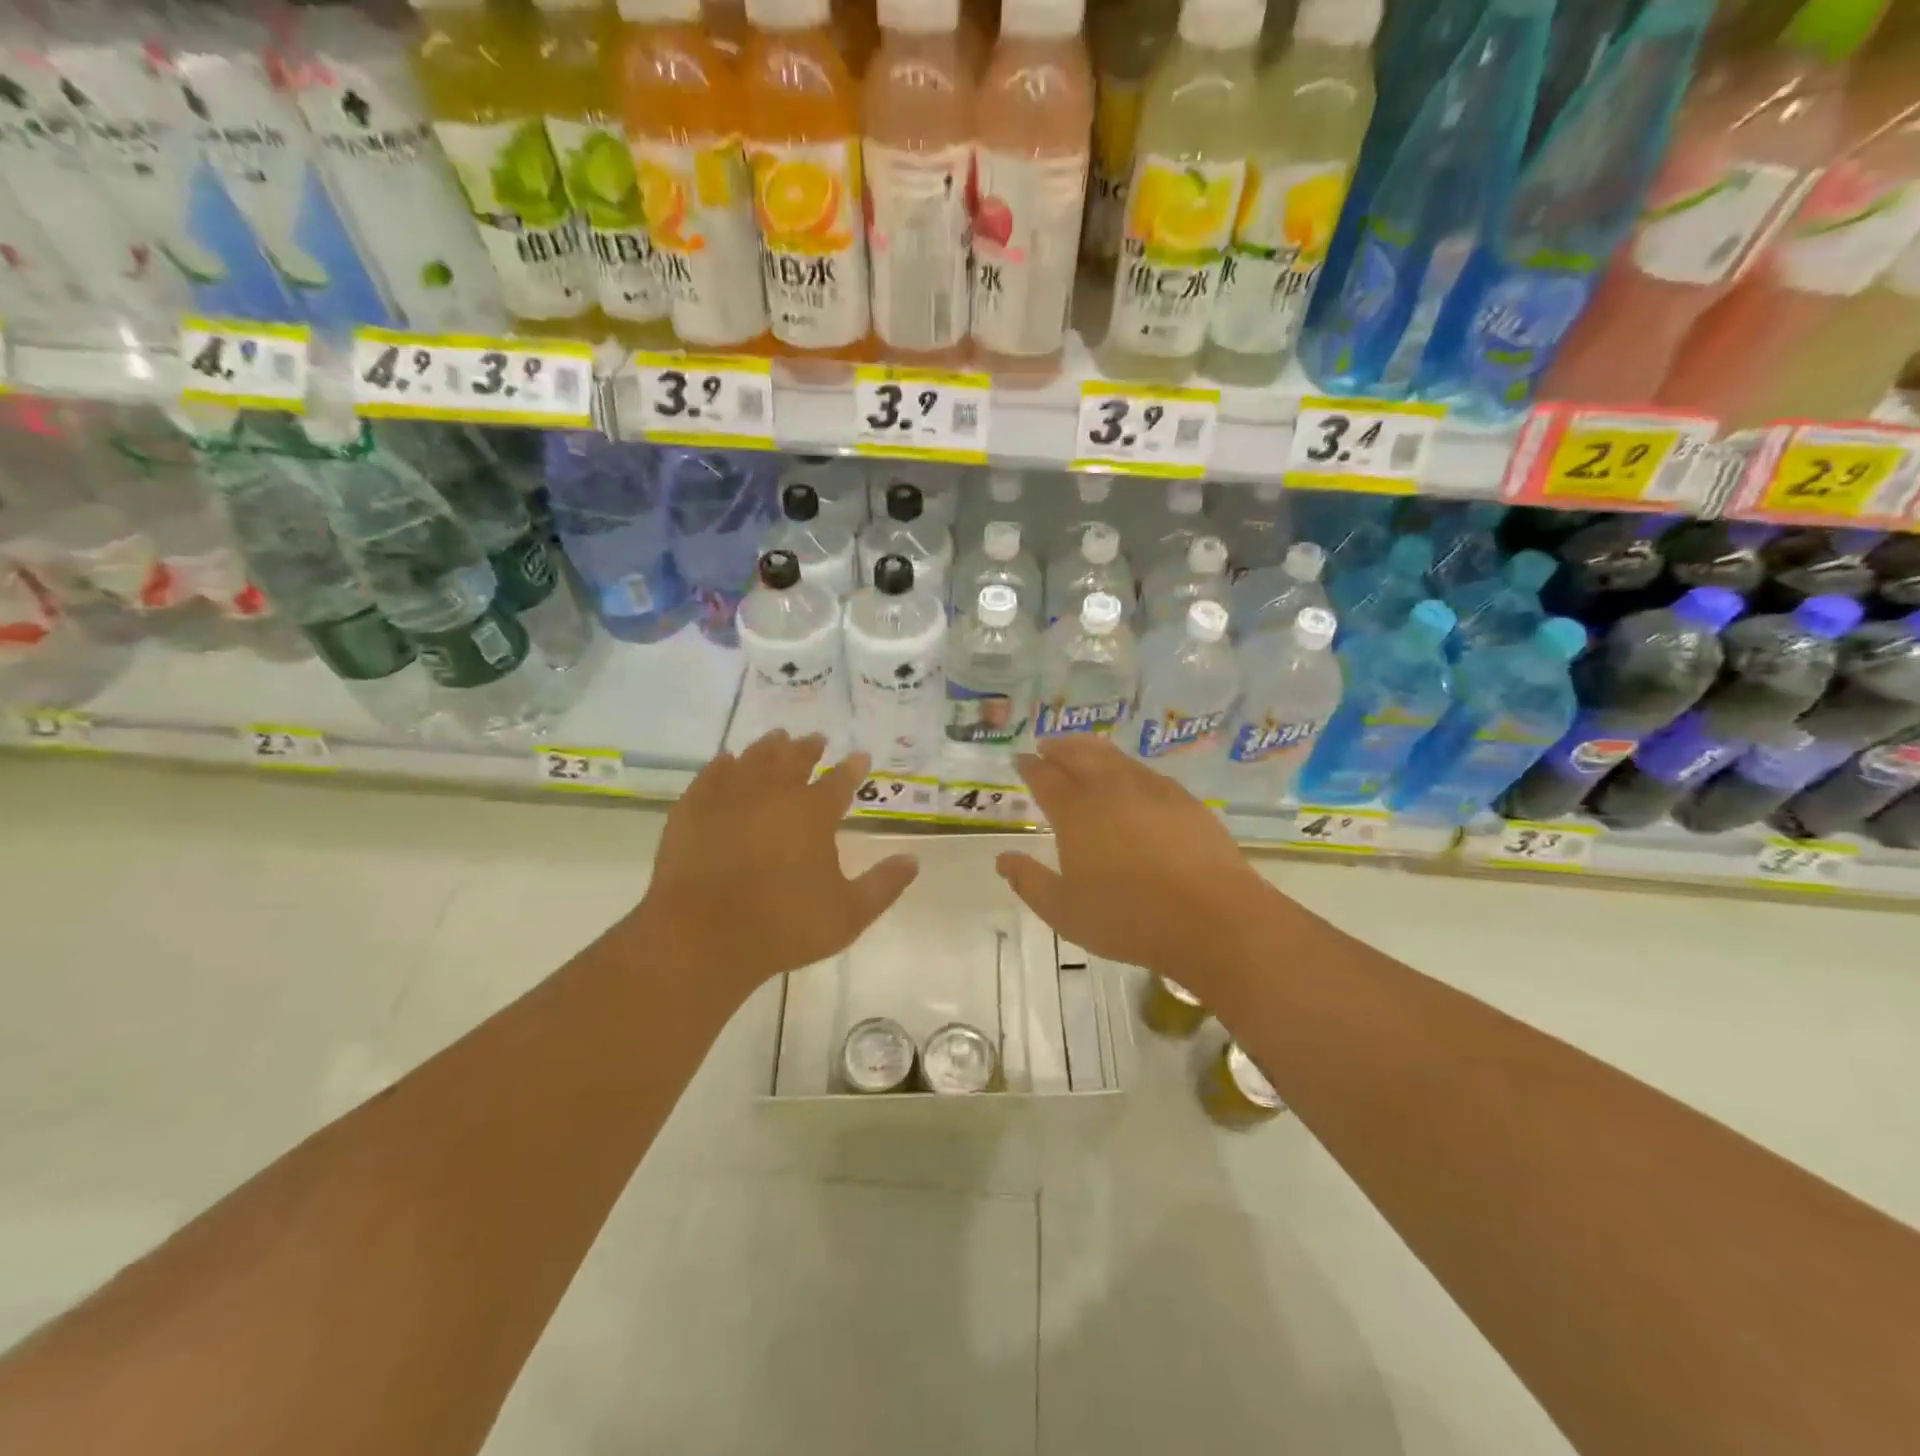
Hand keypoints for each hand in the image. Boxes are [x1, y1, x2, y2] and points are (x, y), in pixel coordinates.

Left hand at [634, 733, 918, 1000]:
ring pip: (754, 759)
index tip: (861, 757)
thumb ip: (884, 884)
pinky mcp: (693, 809)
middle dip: (809, 748)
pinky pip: (711, 775)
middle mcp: (773, 793)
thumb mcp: (849, 914)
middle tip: (816, 739)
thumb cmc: (785, 925)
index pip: (840, 781)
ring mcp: (729, 797)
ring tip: (777, 738)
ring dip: (769, 747)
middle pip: (794, 760)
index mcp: (813, 813)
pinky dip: (723, 765)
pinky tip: (726, 761)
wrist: (704, 936)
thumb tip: (913, 860)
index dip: (853, 768)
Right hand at [995, 736, 1269, 985]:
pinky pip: (1145, 771)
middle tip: (1047, 746)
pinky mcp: (1183, 799)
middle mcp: (1110, 789)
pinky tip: (1130, 778)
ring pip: (1114, 757)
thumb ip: (1029, 882)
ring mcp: (1151, 789)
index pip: (1045, 776)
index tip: (1019, 760)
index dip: (1029, 766)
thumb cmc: (1128, 918)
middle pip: (1079, 754)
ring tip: (1082, 749)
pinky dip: (1126, 766)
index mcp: (1075, 811)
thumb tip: (1003, 859)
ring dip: (1091, 748)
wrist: (1211, 918)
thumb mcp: (1064, 911)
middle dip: (1058, 747)